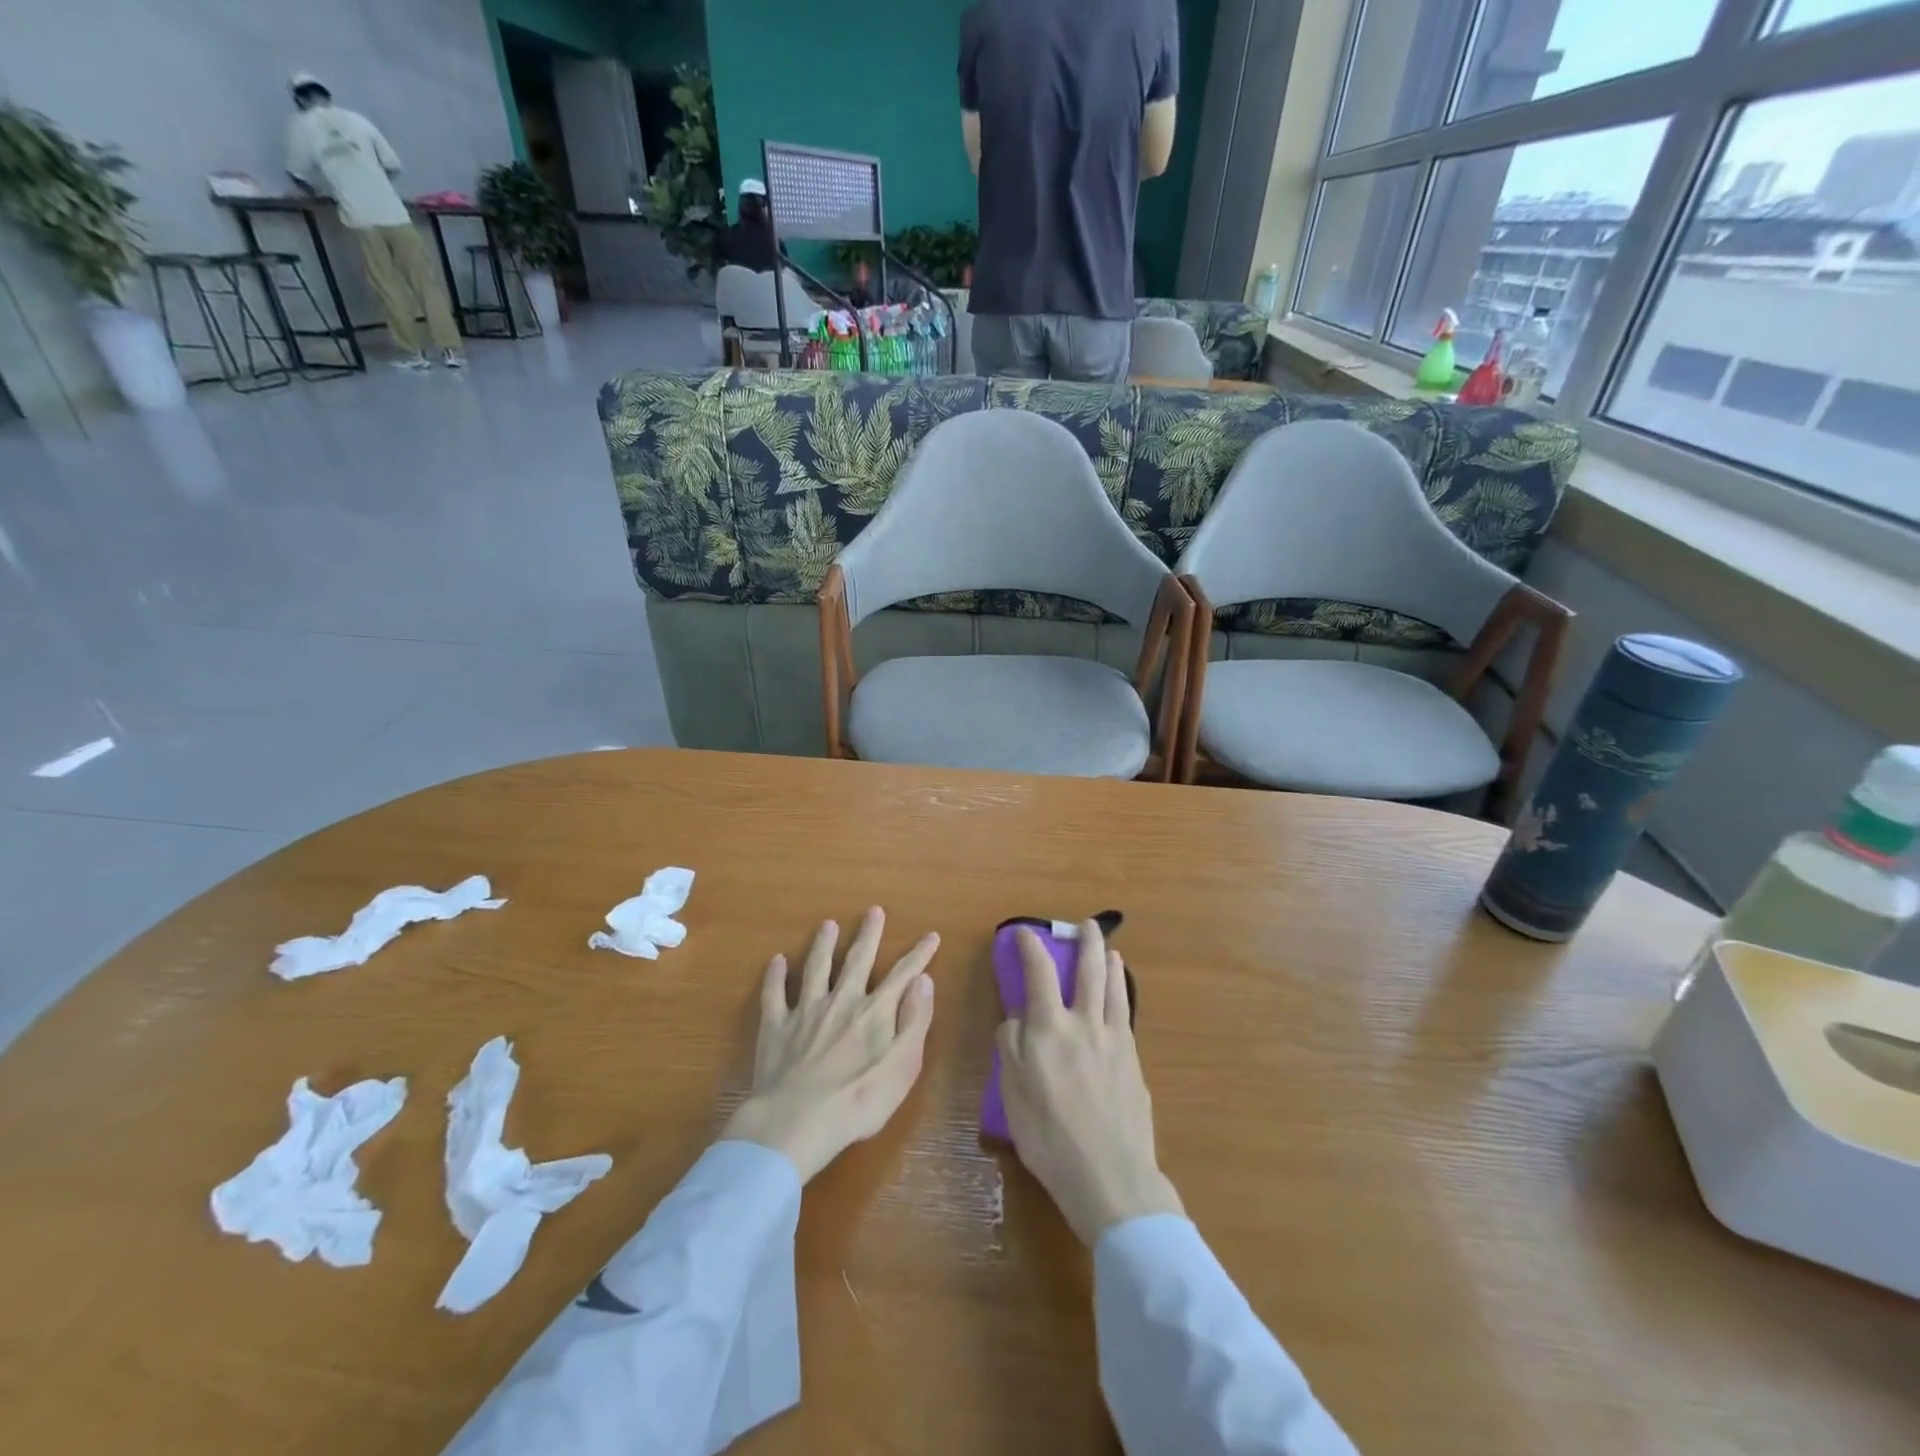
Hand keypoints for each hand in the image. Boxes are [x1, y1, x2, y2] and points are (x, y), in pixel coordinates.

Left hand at [722, 908, 937, 1183]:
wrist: (796, 1121)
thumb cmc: (859, 1102)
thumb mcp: (903, 1066)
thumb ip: (915, 1021)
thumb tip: (924, 980)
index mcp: (874, 1012)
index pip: (903, 974)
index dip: (919, 954)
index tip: (931, 936)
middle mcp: (841, 1001)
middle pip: (857, 960)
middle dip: (868, 934)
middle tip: (873, 911)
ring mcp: (806, 1011)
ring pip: (816, 968)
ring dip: (823, 945)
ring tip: (828, 924)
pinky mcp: (776, 1027)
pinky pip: (774, 994)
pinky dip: (775, 976)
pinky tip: (776, 961)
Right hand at [997, 921, 1183, 1245]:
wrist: (1110, 1175)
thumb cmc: (1050, 1137)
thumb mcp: (1012, 1092)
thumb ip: (1011, 1045)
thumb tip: (1016, 1016)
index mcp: (1049, 1028)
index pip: (1038, 973)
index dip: (1030, 946)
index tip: (1023, 933)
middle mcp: (1084, 1023)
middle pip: (1088, 970)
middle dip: (1085, 942)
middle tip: (1086, 924)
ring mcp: (1114, 1040)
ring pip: (1113, 987)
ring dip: (1110, 962)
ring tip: (1110, 949)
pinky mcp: (1133, 1059)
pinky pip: (1125, 1012)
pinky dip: (1122, 992)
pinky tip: (1120, 993)